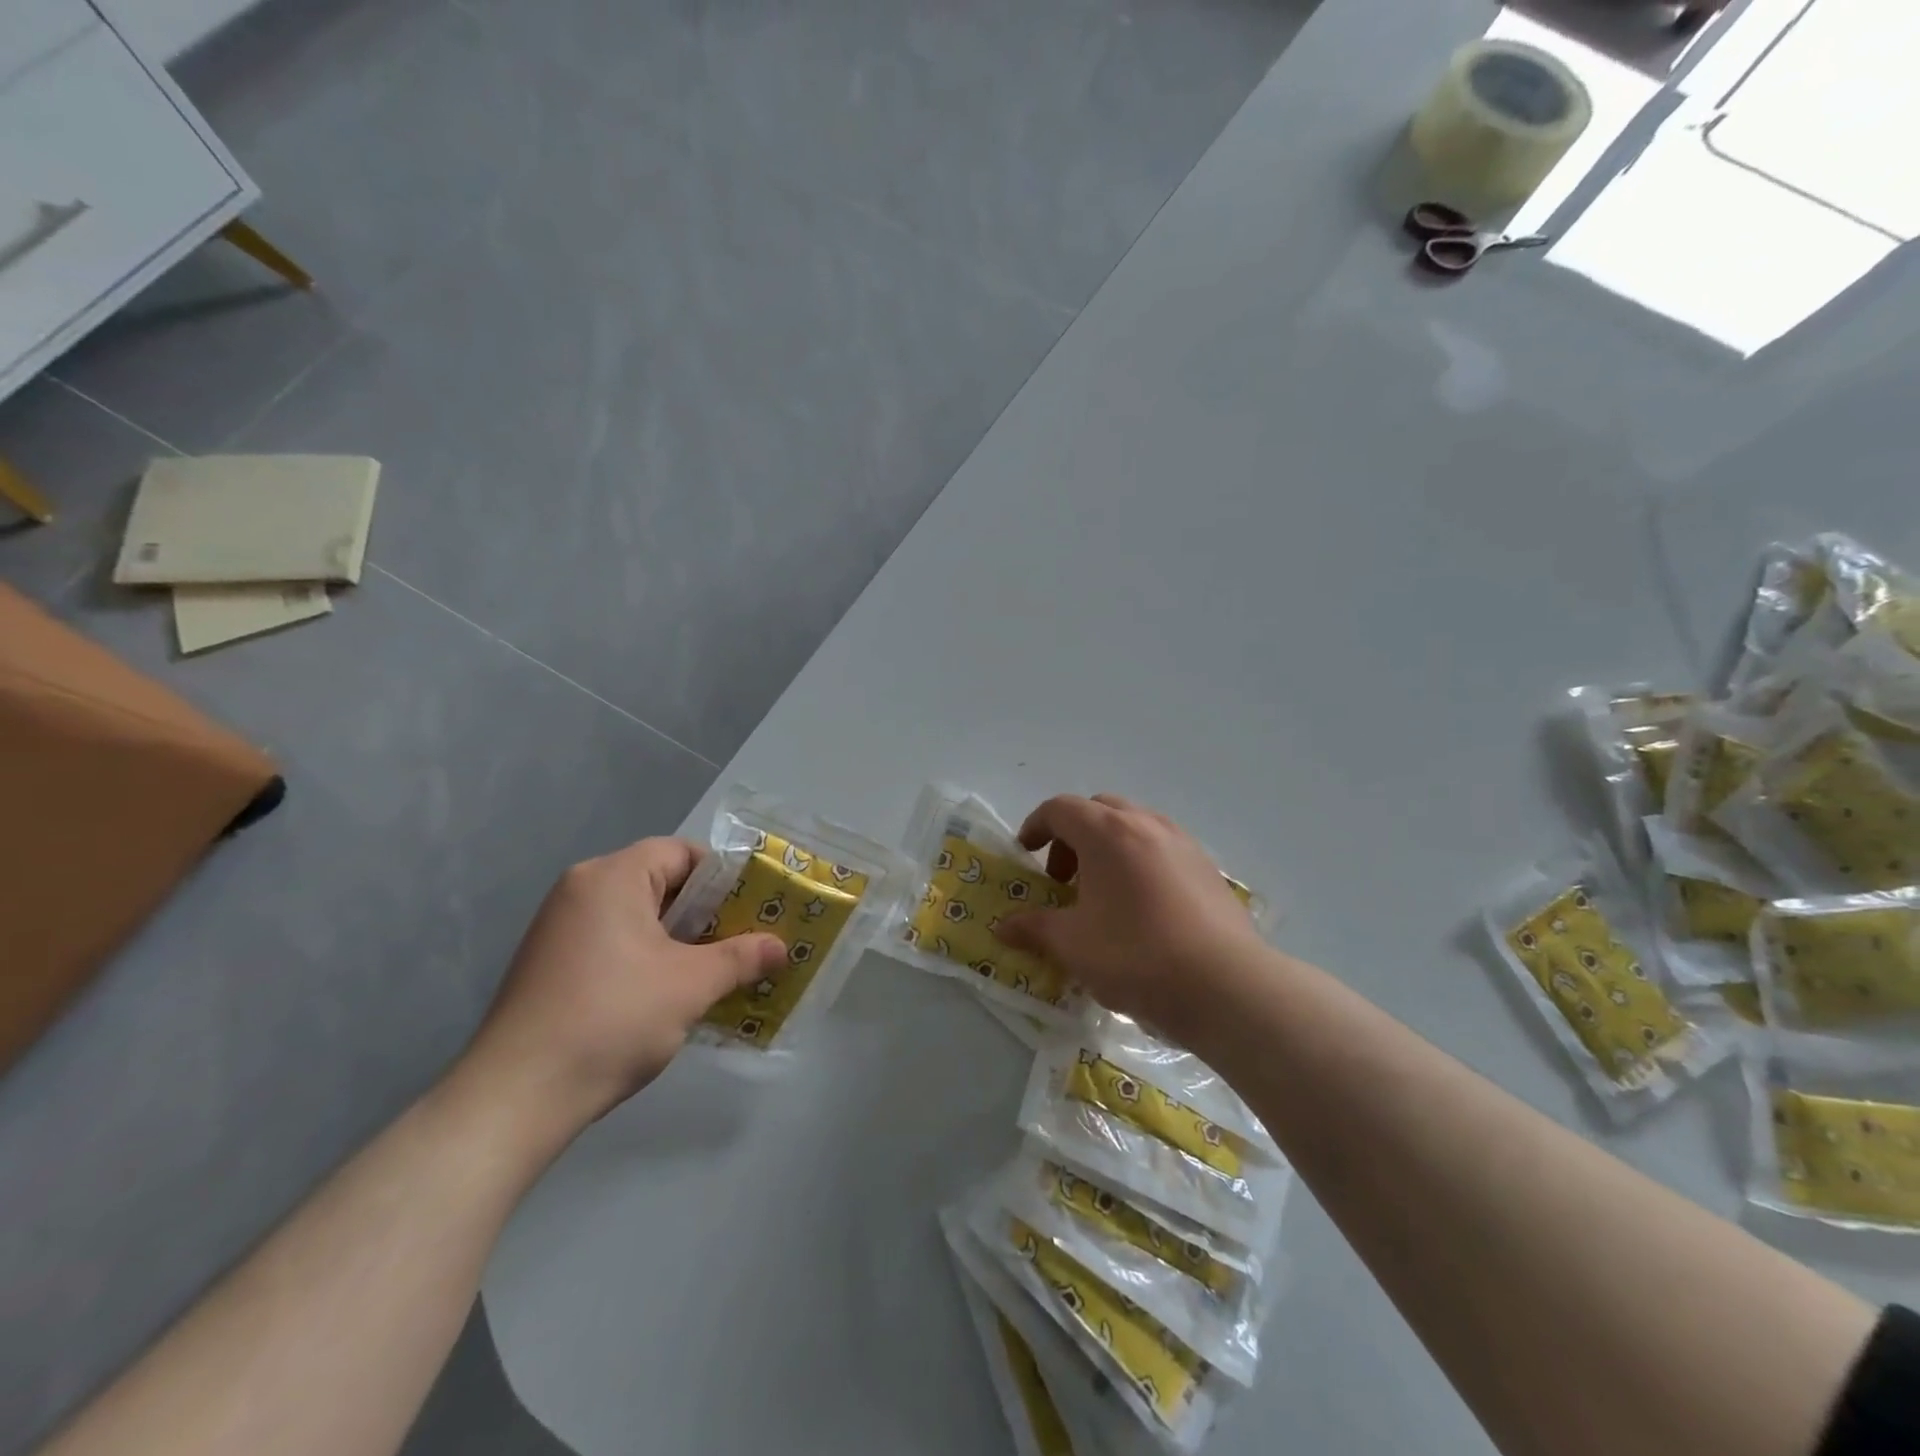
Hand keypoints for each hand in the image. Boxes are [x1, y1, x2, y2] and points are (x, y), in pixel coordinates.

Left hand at [458, 838, 785, 1135]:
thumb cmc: (613, 1019)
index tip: (753, 909)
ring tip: (715, 971)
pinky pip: (613, 944)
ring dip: (679, 940)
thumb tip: (782, 947)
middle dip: (705, 912)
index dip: (723, 877)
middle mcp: (580, 891)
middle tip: (743, 941)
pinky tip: (669, 995)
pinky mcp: (549, 966)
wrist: (515, 1098)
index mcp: (611, 877)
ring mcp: (559, 930)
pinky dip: (647, 958)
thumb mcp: (692, 985)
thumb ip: (741, 957)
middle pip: (659, 883)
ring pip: (638, 917)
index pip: (680, 853)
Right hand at [994, 794, 1269, 1035]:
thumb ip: (1034, 929)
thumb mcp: (1073, 946)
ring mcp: (1182, 843)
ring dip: (1108, 848)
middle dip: (1073, 837)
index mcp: (1107, 832)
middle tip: (1063, 879)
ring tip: (1103, 895)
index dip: (1036, 826)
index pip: (1060, 809)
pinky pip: (1162, 848)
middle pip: (1098, 810)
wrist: (1226, 985)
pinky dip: (1139, 862)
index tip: (1025, 854)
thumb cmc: (1136, 955)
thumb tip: (1003, 928)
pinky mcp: (1208, 867)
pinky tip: (1142, 908)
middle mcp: (1146, 824)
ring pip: (1133, 826)